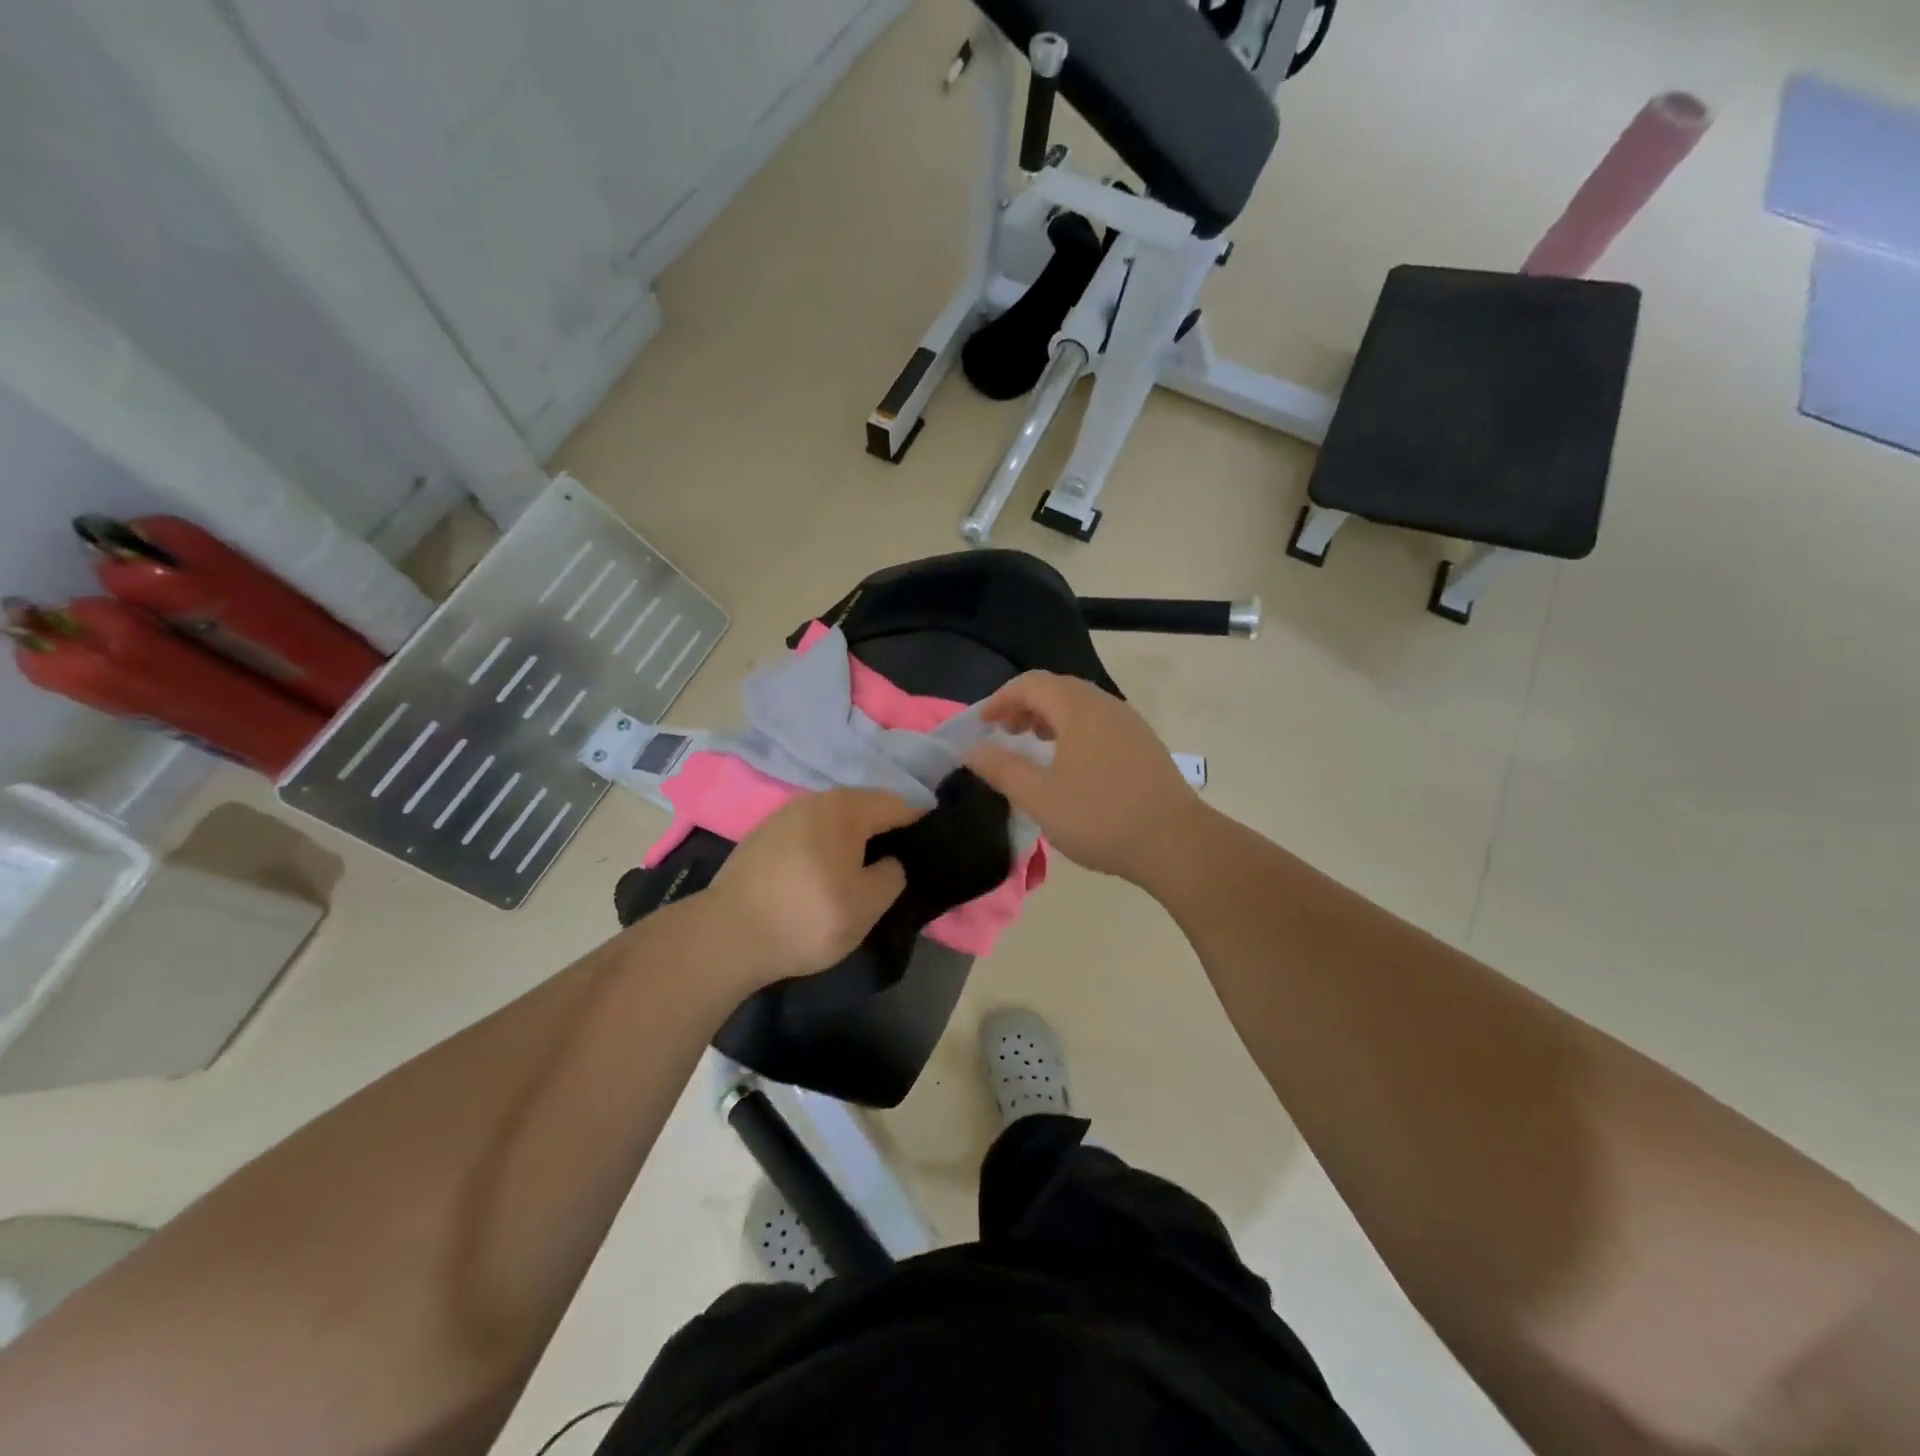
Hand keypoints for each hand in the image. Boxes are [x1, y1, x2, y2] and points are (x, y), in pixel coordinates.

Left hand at [710, 788, 922, 985]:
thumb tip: (889, 862)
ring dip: (850, 842)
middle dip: (882, 833)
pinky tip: (819, 879)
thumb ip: (892, 875)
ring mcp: (783, 816)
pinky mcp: (761, 838)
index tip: (927, 852)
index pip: (897, 805)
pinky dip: (822, 850)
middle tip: (894, 868)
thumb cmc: (809, 916)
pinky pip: (807, 835)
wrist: (727, 936)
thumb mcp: (868, 904)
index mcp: (845, 808)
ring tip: (857, 875)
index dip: (918, 826)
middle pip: (863, 809)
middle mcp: (814, 800)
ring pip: (832, 822)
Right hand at [966, 671, 1205, 887]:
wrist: (1176, 842)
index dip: (1001, 699)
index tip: (982, 725)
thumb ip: (1002, 769)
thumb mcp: (1040, 798)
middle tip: (1004, 733)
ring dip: (1049, 717)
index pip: (1031, 684)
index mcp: (1079, 710)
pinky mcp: (1143, 743)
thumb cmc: (1101, 818)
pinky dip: (1073, 728)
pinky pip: (1099, 721)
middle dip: (1024, 705)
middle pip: (1057, 688)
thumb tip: (972, 749)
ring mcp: (1129, 723)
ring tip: (1033, 745)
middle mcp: (1106, 705)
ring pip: (1080, 704)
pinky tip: (1070, 762)